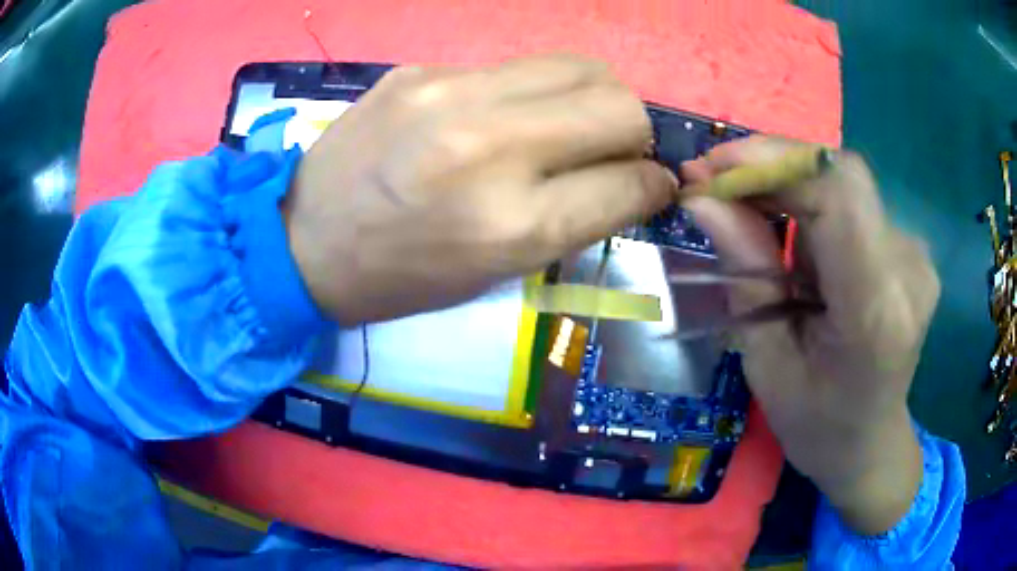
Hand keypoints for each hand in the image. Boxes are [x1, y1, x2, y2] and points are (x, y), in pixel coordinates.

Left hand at [284, 55, 676, 323]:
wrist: (303, 241)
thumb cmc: (402, 276)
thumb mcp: (497, 270)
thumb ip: (575, 217)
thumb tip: (634, 178)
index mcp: (513, 225)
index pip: (631, 183)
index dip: (655, 184)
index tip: (651, 185)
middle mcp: (492, 147)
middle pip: (619, 105)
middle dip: (635, 130)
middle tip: (612, 149)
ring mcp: (451, 94)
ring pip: (578, 66)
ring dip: (594, 97)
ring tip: (569, 124)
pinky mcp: (421, 69)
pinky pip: (513, 67)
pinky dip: (531, 92)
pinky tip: (501, 116)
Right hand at [680, 137, 938, 534]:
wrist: (870, 443)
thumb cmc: (815, 424)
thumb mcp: (767, 362)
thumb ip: (746, 273)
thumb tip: (703, 200)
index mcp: (875, 311)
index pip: (837, 194)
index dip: (774, 162)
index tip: (713, 168)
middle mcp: (907, 270)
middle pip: (841, 177)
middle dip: (772, 166)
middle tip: (715, 182)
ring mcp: (915, 255)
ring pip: (843, 185)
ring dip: (787, 185)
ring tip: (744, 209)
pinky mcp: (909, 248)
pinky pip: (853, 203)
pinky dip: (811, 202)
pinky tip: (790, 231)